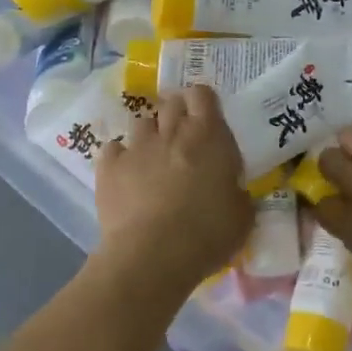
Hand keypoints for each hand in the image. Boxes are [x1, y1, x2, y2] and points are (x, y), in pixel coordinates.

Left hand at [91, 86, 252, 306]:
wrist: (153, 256)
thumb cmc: (207, 234)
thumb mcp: (242, 216)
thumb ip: (238, 193)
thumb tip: (234, 190)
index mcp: (208, 136)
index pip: (202, 94)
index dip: (203, 102)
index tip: (206, 118)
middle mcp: (171, 131)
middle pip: (171, 103)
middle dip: (176, 114)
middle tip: (182, 138)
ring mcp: (137, 146)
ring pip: (141, 123)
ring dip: (149, 135)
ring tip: (153, 158)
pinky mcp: (109, 166)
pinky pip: (113, 149)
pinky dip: (120, 158)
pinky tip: (125, 175)